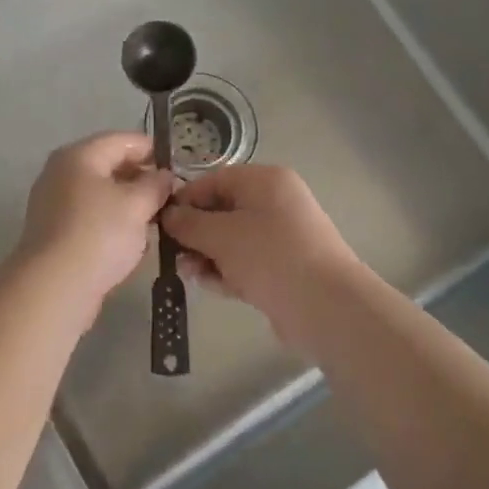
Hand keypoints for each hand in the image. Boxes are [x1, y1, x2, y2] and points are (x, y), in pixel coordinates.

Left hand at [11, 133, 175, 323]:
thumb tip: (163, 176)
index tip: (176, 167)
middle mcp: (60, 172)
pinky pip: (89, 217)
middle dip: (140, 179)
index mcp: (78, 155)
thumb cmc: (99, 234)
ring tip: (155, 220)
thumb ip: (155, 185)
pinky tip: (132, 243)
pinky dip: (111, 224)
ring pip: (100, 194)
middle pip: (108, 165)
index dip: (151, 150)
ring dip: (127, 204)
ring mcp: (53, 203)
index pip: (121, 140)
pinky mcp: (53, 232)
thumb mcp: (137, 205)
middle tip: (169, 196)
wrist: (54, 286)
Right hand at [161, 165, 363, 336]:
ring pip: (231, 240)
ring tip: (188, 273)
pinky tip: (209, 285)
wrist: (327, 308)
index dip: (185, 199)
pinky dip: (226, 271)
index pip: (214, 180)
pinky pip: (245, 263)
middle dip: (195, 233)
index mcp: (265, 181)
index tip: (161, 222)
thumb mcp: (221, 235)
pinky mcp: (283, 269)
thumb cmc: (270, 256)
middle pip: (222, 211)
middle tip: (172, 253)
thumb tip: (168, 216)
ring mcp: (282, 237)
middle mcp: (275, 203)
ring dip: (207, 255)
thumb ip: (189, 224)